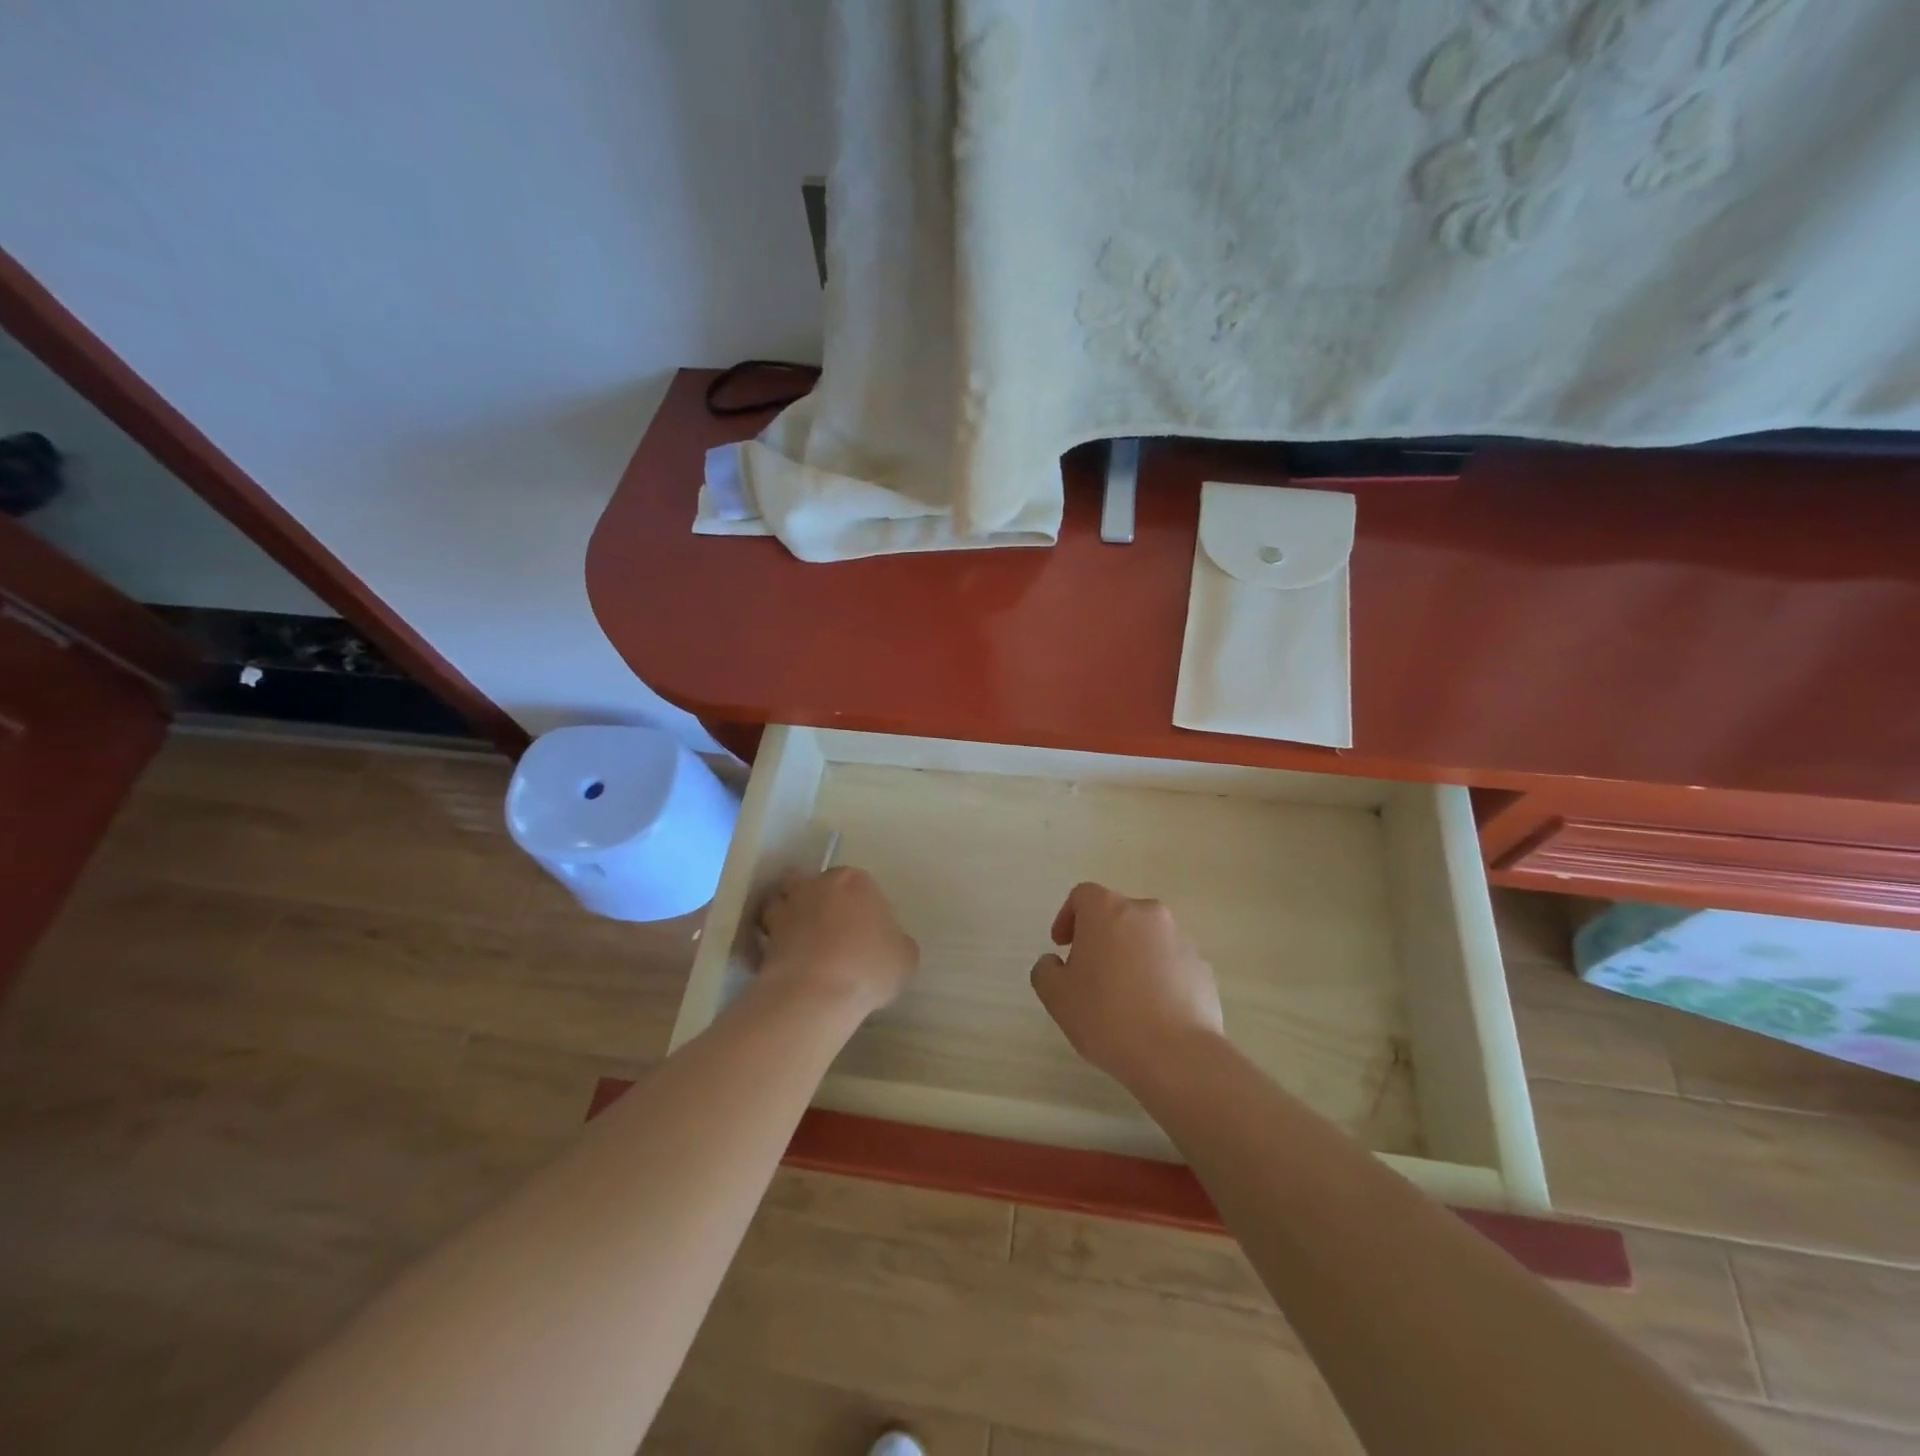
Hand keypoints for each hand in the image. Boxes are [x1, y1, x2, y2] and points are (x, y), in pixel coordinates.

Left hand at [757, 866, 918, 1018]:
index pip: (860, 885)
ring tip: (801, 943)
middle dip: (822, 902)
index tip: (866, 932)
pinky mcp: (764, 935)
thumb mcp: (905, 957)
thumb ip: (897, 942)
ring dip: (790, 916)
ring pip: (785, 902)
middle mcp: (818, 884)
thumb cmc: (868, 967)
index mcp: (856, 881)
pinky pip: (766, 934)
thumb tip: (887, 945)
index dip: (863, 908)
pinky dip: (770, 943)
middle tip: (833, 933)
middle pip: (817, 885)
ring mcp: (787, 907)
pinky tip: (784, 963)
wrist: (816, 993)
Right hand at [1030, 882, 1224, 1089]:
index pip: (1082, 896)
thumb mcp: (1056, 997)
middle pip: (1116, 914)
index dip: (1068, 917)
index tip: (1062, 947)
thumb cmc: (1106, 1016)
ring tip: (1123, 996)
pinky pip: (1170, 962)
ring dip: (1131, 955)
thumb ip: (1046, 970)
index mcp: (1107, 910)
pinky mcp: (1201, 966)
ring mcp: (1179, 938)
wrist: (1176, 1054)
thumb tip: (1055, 962)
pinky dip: (1158, 975)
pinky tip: (1151, 1010)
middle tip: (1089, 973)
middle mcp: (1146, 913)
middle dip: (1100, 937)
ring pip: (1146, 938)